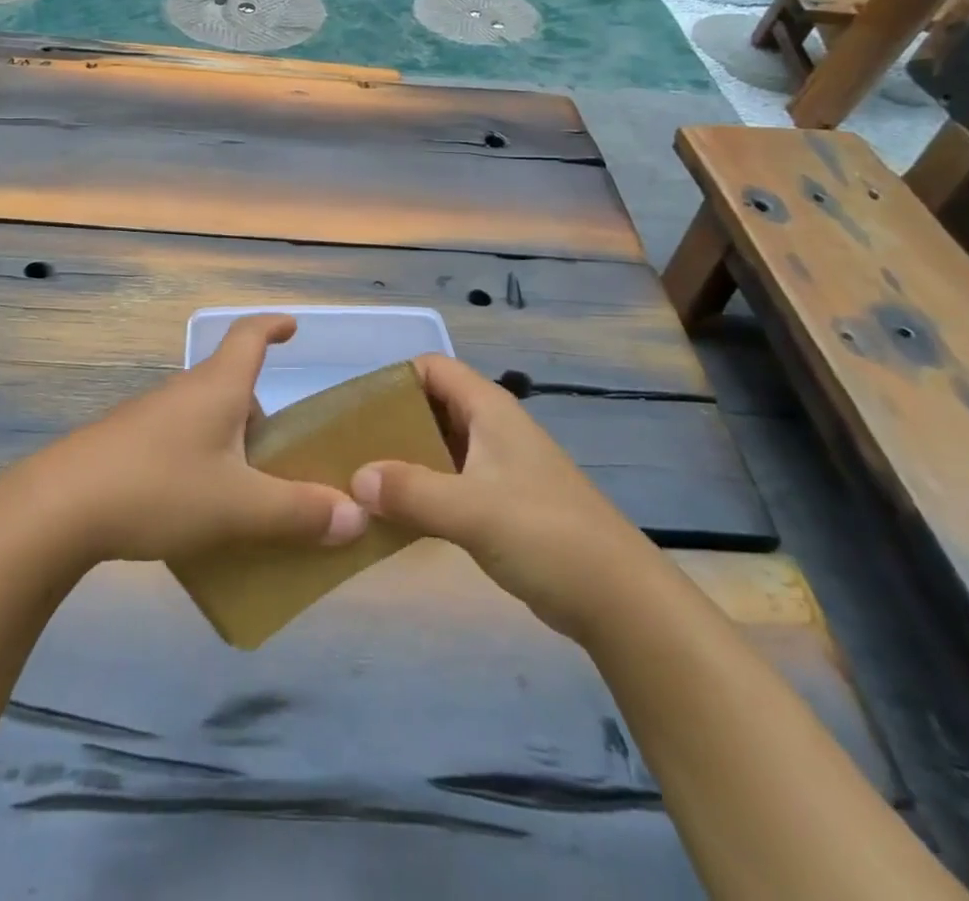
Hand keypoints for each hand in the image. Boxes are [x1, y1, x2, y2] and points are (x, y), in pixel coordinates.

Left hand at [16, 314, 368, 564]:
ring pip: (205, 418)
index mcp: (217, 387)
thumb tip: (357, 516)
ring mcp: (149, 417)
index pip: (249, 335)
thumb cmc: (159, 488)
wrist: (58, 508)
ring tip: (248, 492)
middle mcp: (184, 392)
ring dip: (231, 443)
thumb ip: (299, 513)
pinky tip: (198, 509)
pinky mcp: (125, 446)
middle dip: (261, 413)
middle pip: (232, 385)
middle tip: (284, 454)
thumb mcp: (239, 507)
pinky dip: (201, 462)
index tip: (293, 327)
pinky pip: (178, 442)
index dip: (273, 326)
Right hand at [350, 354, 659, 642]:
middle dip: (389, 422)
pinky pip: (449, 481)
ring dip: (403, 460)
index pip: (431, 368)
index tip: (354, 410)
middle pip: (430, 405)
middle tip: (348, 449)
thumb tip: (354, 480)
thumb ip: (410, 491)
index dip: (393, 379)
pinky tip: (395, 515)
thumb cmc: (546, 535)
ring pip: (438, 446)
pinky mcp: (501, 502)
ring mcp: (498, 466)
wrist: (620, 600)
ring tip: (361, 482)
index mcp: (489, 409)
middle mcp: (491, 428)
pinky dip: (421, 490)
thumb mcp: (472, 510)